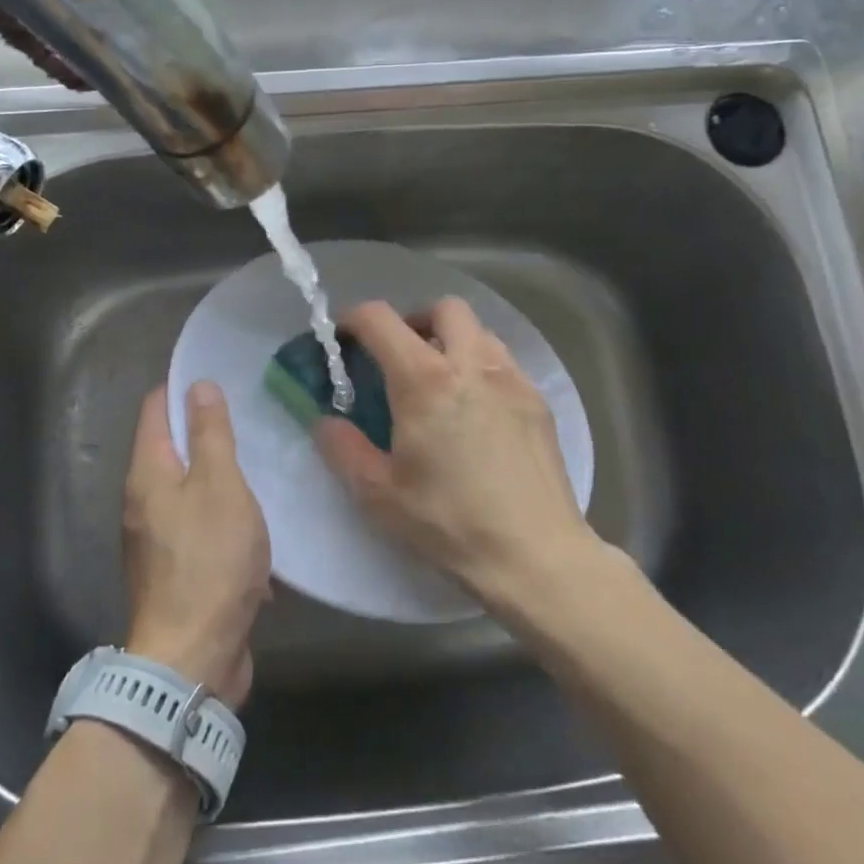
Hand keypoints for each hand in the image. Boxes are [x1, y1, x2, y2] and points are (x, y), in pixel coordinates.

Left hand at [122, 382, 270, 707]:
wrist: (193, 658)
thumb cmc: (209, 561)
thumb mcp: (220, 486)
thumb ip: (211, 434)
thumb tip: (197, 386)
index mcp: (147, 473)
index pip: (156, 408)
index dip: (182, 387)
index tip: (219, 374)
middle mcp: (142, 500)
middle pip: (171, 447)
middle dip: (205, 429)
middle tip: (250, 414)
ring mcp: (156, 538)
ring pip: (189, 487)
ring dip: (219, 474)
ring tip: (260, 458)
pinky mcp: (175, 569)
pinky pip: (199, 524)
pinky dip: (222, 514)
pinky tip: (255, 516)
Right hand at [316, 299, 592, 605]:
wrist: (535, 554)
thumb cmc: (449, 523)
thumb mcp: (378, 493)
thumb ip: (343, 448)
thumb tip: (326, 421)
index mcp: (424, 380)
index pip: (381, 320)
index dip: (354, 319)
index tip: (344, 337)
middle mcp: (471, 364)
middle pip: (443, 308)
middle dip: (414, 320)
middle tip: (399, 356)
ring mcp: (511, 379)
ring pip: (479, 331)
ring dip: (452, 341)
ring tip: (440, 383)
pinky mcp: (537, 401)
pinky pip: (504, 362)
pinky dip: (481, 367)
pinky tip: (476, 411)